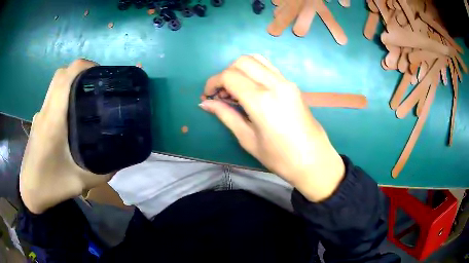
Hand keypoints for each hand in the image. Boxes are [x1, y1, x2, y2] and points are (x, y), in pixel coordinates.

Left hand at [20, 59, 112, 213]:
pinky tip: (72, 116)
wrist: (30, 192)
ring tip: (88, 99)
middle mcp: (45, 111)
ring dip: (72, 83)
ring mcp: (40, 115)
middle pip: (61, 74)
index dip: (85, 66)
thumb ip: (103, 169)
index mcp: (53, 120)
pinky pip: (52, 98)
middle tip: (97, 86)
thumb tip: (120, 158)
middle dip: (81, 72)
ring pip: (56, 85)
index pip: (66, 76)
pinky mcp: (39, 121)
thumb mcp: (81, 182)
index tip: (102, 74)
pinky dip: (64, 96)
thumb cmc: (51, 186)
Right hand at [200, 55, 344, 201]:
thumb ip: (226, 115)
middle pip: (242, 62)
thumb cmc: (280, 158)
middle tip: (221, 94)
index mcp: (262, 101)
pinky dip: (254, 71)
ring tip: (235, 90)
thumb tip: (205, 104)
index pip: (230, 76)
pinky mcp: (293, 85)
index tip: (207, 96)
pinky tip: (251, 88)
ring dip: (240, 69)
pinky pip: (269, 67)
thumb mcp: (248, 139)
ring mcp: (286, 82)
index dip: (213, 83)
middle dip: (225, 74)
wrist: (314, 160)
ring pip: (256, 59)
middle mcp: (275, 84)